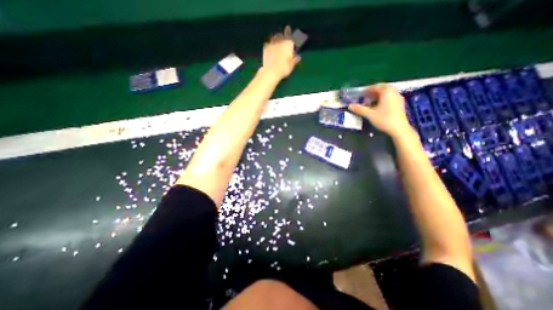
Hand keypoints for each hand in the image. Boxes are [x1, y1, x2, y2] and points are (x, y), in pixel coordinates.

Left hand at [262, 25, 300, 79]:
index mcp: (289, 43)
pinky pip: (268, 43)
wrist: (270, 71)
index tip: (295, 36)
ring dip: (276, 39)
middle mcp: (280, 40)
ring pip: (274, 37)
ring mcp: (271, 43)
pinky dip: (269, 45)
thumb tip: (298, 57)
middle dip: (283, 37)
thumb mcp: (291, 65)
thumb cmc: (283, 69)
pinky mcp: (265, 47)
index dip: (295, 36)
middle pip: (282, 35)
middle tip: (284, 40)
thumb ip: (295, 60)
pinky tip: (270, 48)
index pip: (293, 37)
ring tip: (277, 43)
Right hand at [347, 84, 412, 137]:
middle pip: (382, 88)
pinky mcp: (400, 104)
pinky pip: (390, 97)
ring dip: (378, 95)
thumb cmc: (384, 119)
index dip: (367, 90)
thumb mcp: (370, 114)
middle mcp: (394, 92)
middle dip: (373, 92)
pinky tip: (378, 106)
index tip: (360, 94)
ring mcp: (398, 98)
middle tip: (365, 97)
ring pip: (387, 93)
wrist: (399, 129)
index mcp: (387, 92)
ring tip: (370, 102)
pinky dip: (383, 99)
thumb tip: (350, 105)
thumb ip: (359, 109)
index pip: (375, 87)